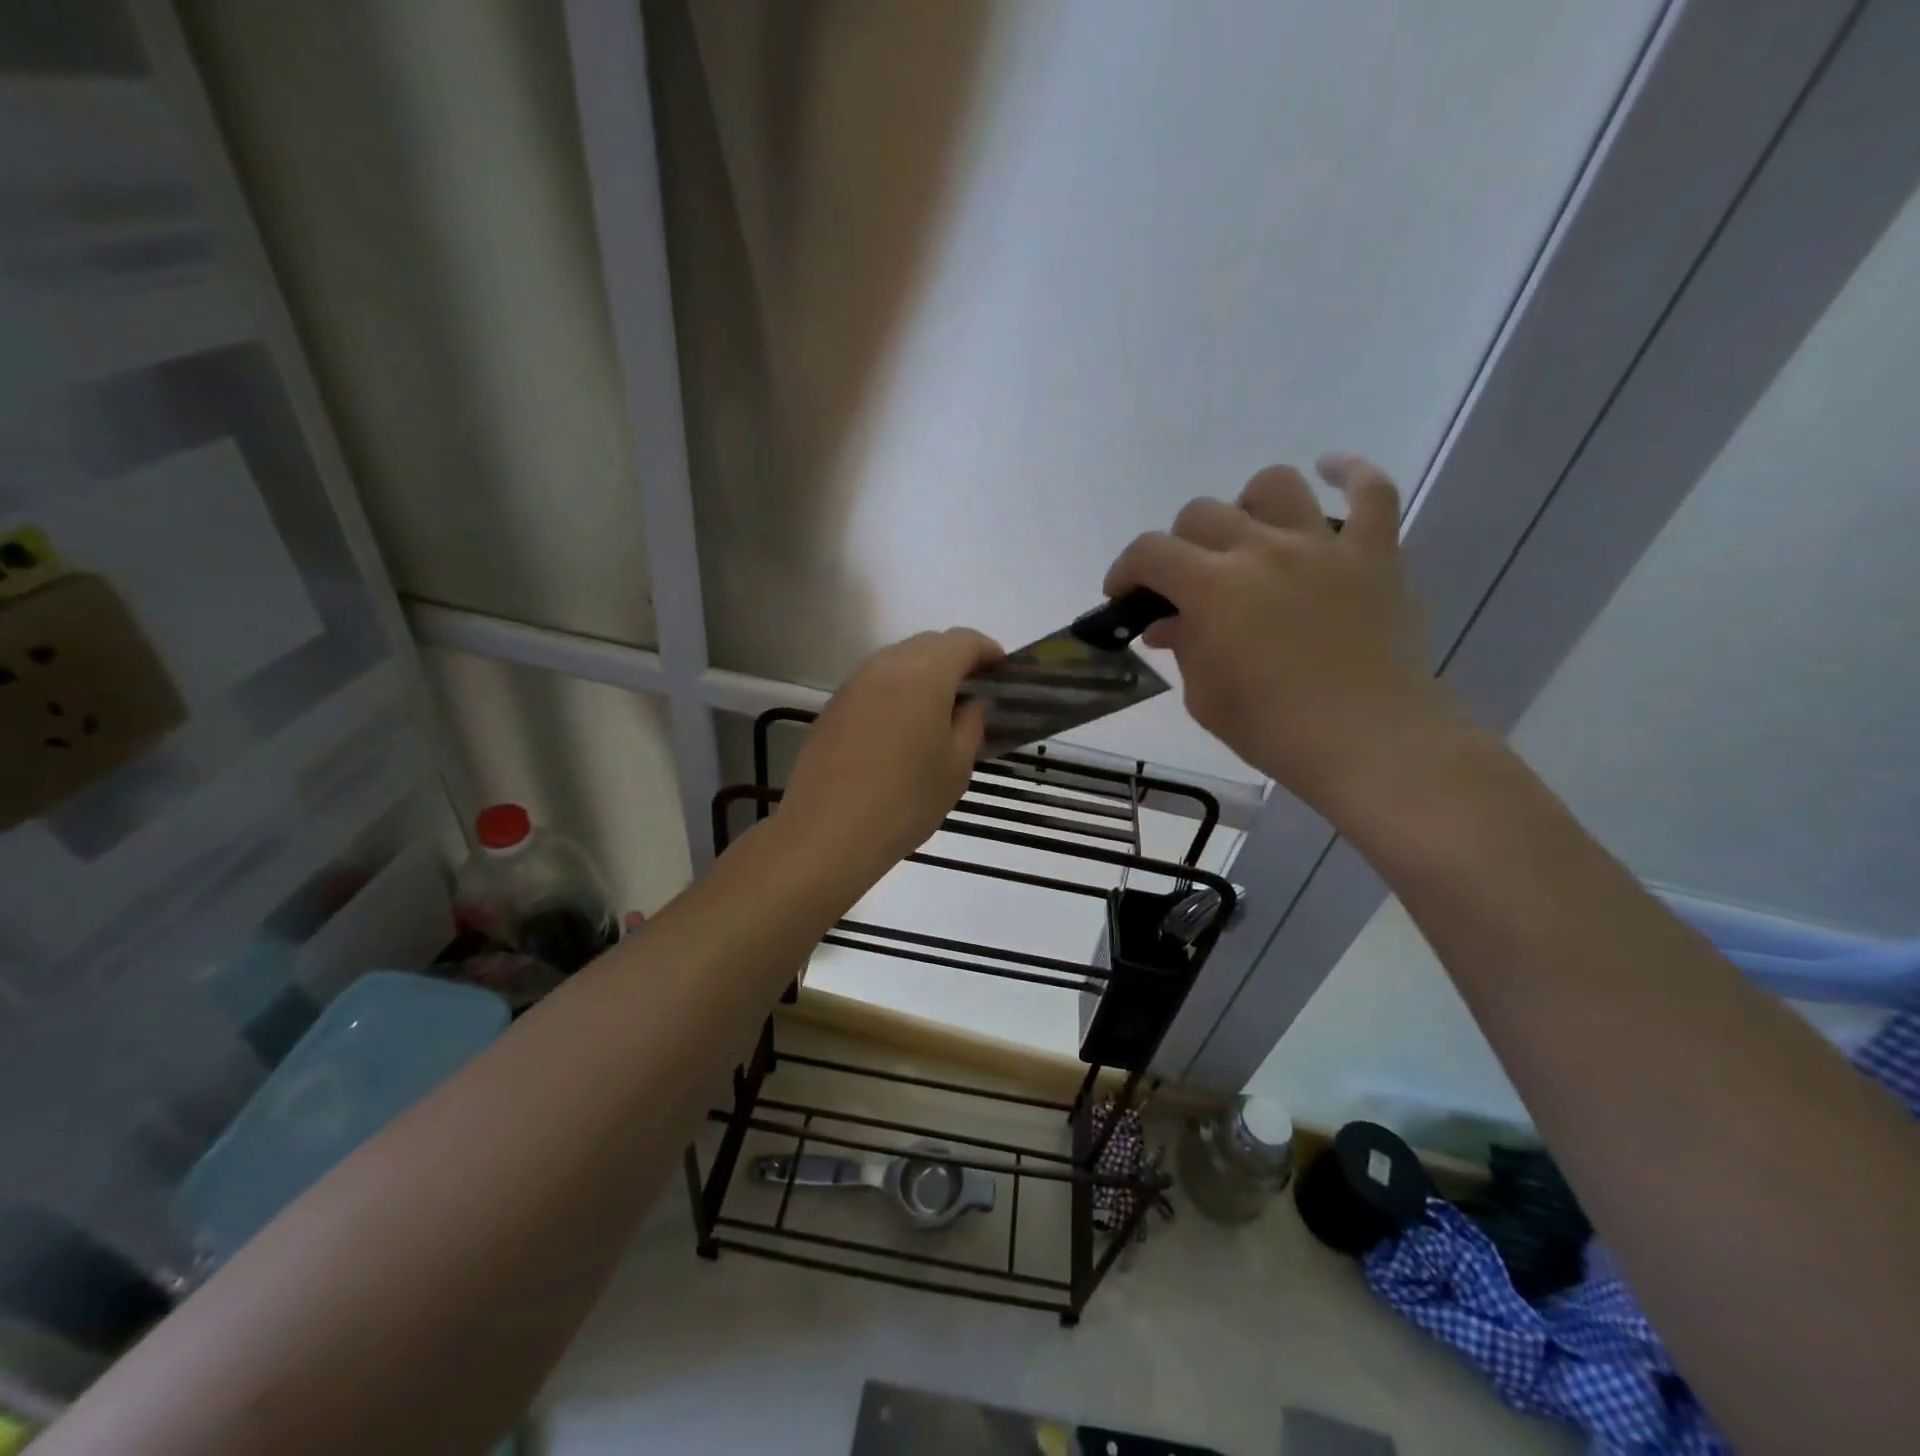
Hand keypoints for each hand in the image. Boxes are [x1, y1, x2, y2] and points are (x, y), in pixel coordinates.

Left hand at [779, 627, 1003, 881]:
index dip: (987, 650)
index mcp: (924, 674)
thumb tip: (973, 702)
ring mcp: (854, 684)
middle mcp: (886, 666)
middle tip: (974, 690)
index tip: (1002, 671)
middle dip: (955, 658)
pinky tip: (902, 725)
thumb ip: (971, 724)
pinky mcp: (833, 705)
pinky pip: (874, 682)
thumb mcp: (955, 767)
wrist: (827, 831)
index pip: (963, 641)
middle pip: (928, 643)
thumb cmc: (905, 801)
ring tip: (939, 708)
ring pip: (898, 660)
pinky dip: (897, 689)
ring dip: (923, 672)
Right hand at [1104, 454, 1453, 812]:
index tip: (1123, 595)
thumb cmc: (1273, 727)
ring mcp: (1323, 546)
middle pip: (1202, 512)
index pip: (1150, 552)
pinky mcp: (1375, 554)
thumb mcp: (1205, 696)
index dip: (1125, 569)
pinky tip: (1330, 471)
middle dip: (1179, 544)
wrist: (1369, 742)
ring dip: (1248, 505)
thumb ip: (1183, 647)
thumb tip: (1168, 623)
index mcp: (1213, 587)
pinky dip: (1349, 474)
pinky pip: (1371, 492)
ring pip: (1274, 485)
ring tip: (1248, 535)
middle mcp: (1262, 549)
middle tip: (1185, 582)